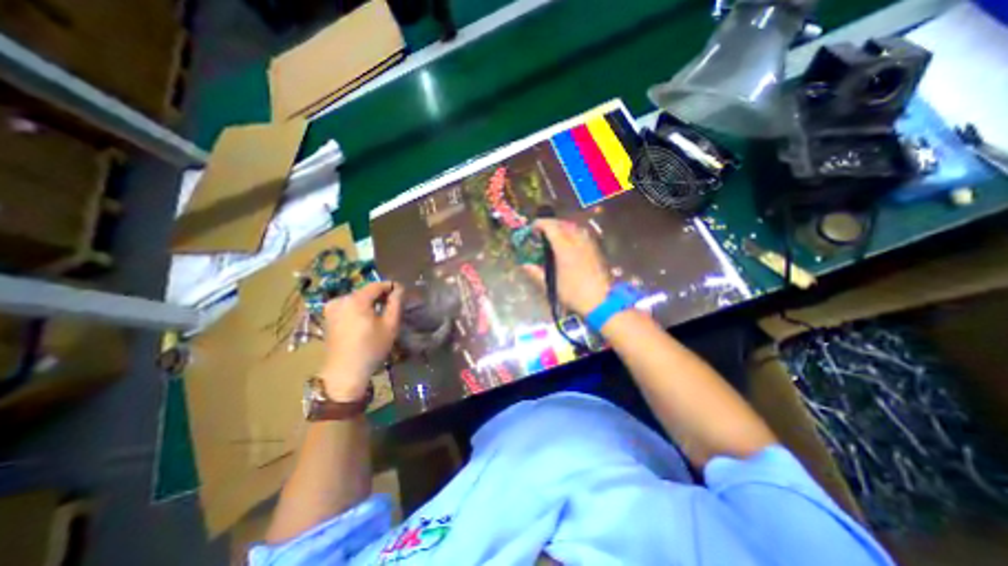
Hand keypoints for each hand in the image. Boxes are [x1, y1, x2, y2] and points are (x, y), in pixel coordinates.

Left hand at [321, 280, 404, 398]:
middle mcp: (341, 299)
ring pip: (356, 298)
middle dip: (380, 295)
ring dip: (369, 302)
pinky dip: (358, 308)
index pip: (376, 285)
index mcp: (356, 300)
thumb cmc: (371, 348)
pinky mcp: (327, 317)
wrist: (344, 372)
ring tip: (380, 313)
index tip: (402, 292)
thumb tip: (399, 288)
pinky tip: (366, 319)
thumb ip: (395, 303)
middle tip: (393, 304)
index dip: (390, 286)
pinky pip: (347, 306)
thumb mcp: (390, 325)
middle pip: (365, 291)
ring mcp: (331, 308)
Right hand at [525, 219, 609, 318]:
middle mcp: (577, 242)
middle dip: (551, 223)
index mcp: (564, 249)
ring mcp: (589, 245)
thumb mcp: (552, 286)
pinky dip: (573, 232)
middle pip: (563, 224)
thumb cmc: (573, 294)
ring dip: (563, 226)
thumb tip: (525, 265)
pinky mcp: (596, 250)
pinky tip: (571, 242)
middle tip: (542, 230)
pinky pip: (583, 234)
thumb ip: (537, 273)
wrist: (600, 301)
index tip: (532, 228)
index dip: (540, 224)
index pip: (551, 228)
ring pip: (575, 227)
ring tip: (556, 234)